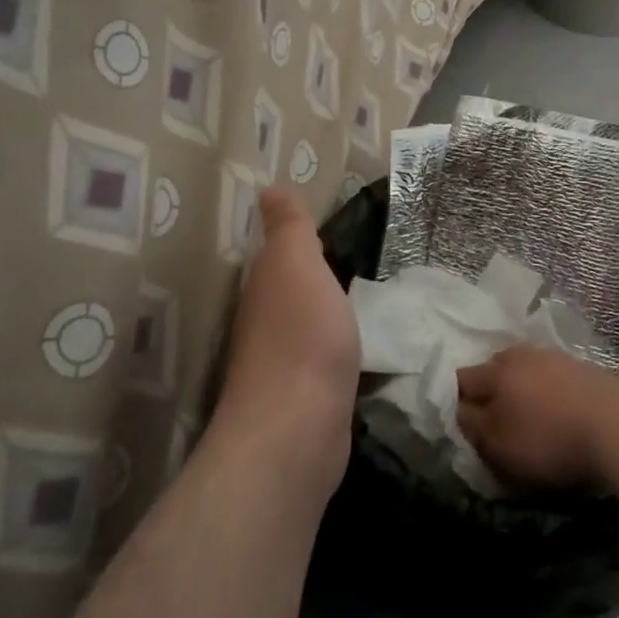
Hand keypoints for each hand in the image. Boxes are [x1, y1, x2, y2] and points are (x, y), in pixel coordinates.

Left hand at [216, 190, 360, 484]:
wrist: (299, 428)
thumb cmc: (301, 335)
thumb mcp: (297, 265)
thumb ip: (289, 228)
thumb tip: (269, 189)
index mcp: (263, 287)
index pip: (275, 255)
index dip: (294, 241)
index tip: (320, 228)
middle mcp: (263, 323)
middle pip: (286, 290)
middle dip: (308, 275)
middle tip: (347, 256)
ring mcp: (281, 364)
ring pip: (302, 324)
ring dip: (321, 310)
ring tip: (355, 296)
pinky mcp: (303, 398)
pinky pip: (319, 358)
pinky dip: (331, 345)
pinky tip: (351, 344)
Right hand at [455, 346, 618, 489]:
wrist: (617, 423)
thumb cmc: (548, 438)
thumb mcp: (498, 444)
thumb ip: (472, 427)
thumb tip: (460, 411)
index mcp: (495, 371)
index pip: (461, 380)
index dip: (455, 401)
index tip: (460, 423)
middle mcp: (521, 355)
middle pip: (493, 370)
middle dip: (488, 392)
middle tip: (491, 421)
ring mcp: (554, 357)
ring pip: (524, 371)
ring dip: (520, 390)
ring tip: (525, 417)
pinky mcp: (581, 368)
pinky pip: (550, 378)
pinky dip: (546, 393)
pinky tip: (555, 411)